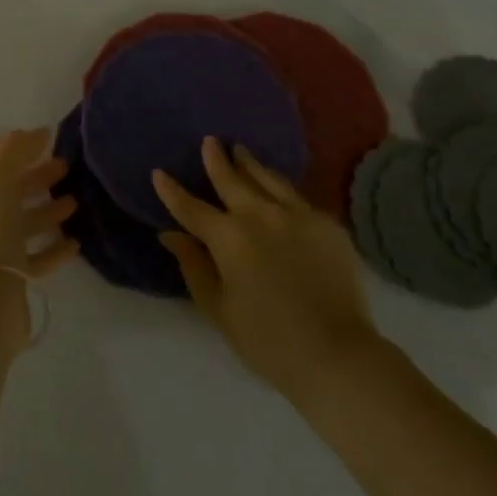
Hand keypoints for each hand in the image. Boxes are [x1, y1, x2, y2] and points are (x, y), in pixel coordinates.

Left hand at [0, 129, 79, 276]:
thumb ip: (13, 151)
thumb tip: (36, 133)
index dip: (9, 146)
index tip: (40, 139)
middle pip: (7, 189)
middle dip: (34, 174)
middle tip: (65, 166)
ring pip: (22, 222)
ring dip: (48, 208)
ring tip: (76, 200)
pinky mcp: (12, 277)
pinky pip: (36, 257)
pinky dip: (55, 247)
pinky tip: (75, 242)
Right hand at [154, 137, 377, 399]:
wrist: (337, 354)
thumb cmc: (267, 340)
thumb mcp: (218, 307)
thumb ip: (193, 266)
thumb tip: (170, 235)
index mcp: (228, 237)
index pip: (191, 208)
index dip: (172, 191)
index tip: (159, 173)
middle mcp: (260, 215)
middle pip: (231, 180)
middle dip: (216, 159)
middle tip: (210, 141)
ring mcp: (297, 215)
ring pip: (267, 179)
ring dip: (250, 164)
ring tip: (241, 151)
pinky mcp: (326, 224)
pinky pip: (296, 196)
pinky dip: (280, 186)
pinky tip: (278, 186)